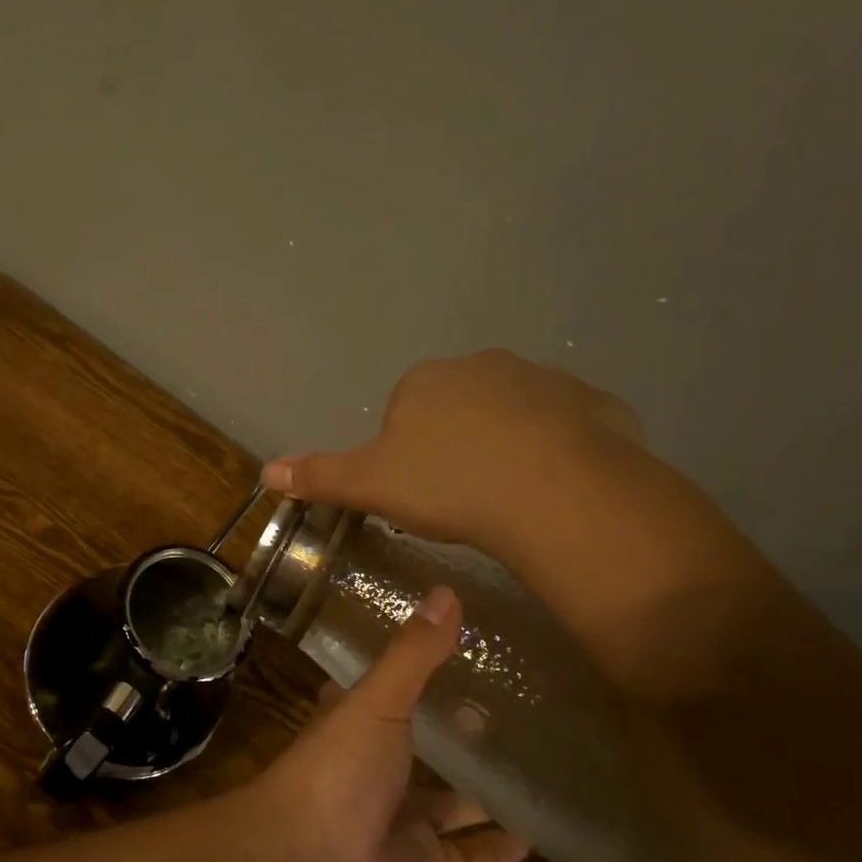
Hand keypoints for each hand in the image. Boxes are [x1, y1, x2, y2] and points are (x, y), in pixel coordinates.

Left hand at [238, 584, 527, 861]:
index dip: (414, 671)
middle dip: (458, 731)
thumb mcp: (377, 703)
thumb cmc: (336, 771)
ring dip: (481, 790)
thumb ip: (412, 655)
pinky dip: (495, 849)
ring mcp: (397, 818)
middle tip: (514, 709)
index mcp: (357, 722)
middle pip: (422, 745)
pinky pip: (465, 857)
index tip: (459, 651)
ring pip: (447, 802)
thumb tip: (446, 591)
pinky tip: (538, 836)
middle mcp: (375, 766)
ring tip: (536, 767)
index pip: (387, 688)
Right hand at [262, 350, 647, 558]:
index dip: (409, 454)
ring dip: (508, 445)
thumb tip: (267, 472)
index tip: (421, 491)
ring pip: (514, 414)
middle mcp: (483, 365)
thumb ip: (319, 475)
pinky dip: (557, 450)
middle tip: (462, 496)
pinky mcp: (594, 402)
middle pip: (459, 407)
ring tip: (510, 496)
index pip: (405, 411)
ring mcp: (544, 379)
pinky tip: (554, 488)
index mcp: (425, 381)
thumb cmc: (448, 484)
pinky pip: (565, 426)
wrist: (554, 492)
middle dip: (457, 444)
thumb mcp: (370, 485)